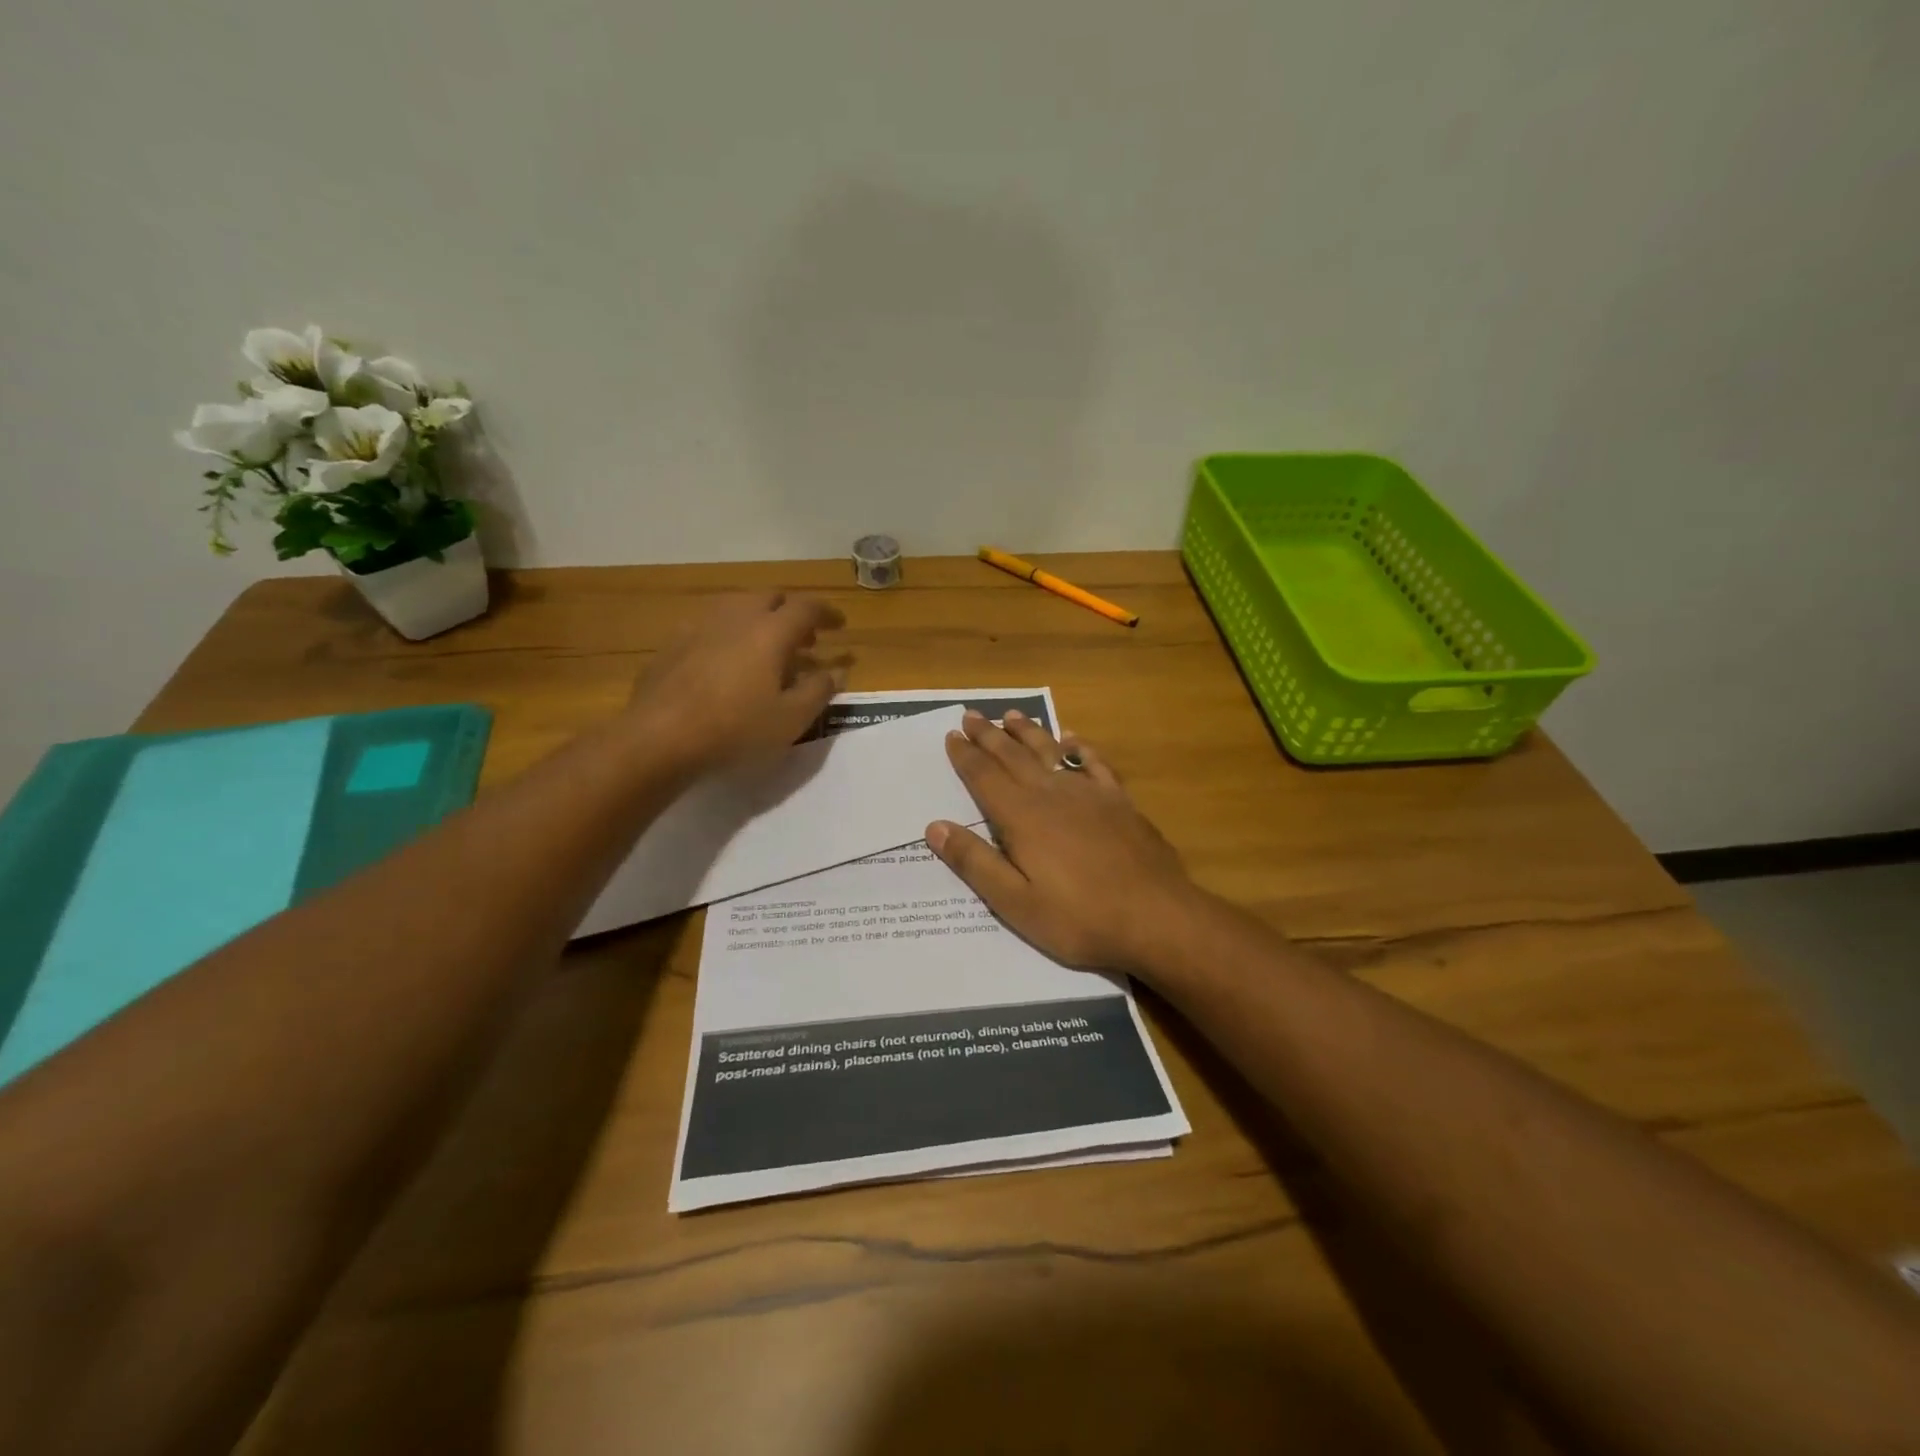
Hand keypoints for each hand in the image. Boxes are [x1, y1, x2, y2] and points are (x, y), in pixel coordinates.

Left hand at [626, 592, 848, 774]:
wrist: (660, 738)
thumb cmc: (736, 729)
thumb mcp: (791, 718)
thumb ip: (819, 690)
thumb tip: (837, 670)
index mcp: (770, 631)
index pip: (807, 607)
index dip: (827, 613)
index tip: (839, 625)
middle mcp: (736, 617)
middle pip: (770, 597)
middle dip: (791, 612)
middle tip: (804, 640)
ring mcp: (699, 626)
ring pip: (736, 607)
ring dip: (758, 619)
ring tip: (765, 648)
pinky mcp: (672, 644)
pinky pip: (709, 626)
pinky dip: (728, 634)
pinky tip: (724, 661)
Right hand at [925, 709, 1203, 975]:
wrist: (1156, 917)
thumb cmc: (1079, 918)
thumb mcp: (1016, 903)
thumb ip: (975, 863)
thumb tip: (935, 827)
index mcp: (1023, 817)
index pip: (985, 777)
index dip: (966, 756)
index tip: (951, 735)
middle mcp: (1052, 794)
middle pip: (1013, 756)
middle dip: (989, 735)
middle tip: (971, 715)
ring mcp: (1090, 794)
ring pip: (1051, 752)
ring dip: (1028, 732)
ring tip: (1011, 716)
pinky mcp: (1120, 802)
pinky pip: (1094, 763)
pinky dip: (1079, 747)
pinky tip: (1072, 739)